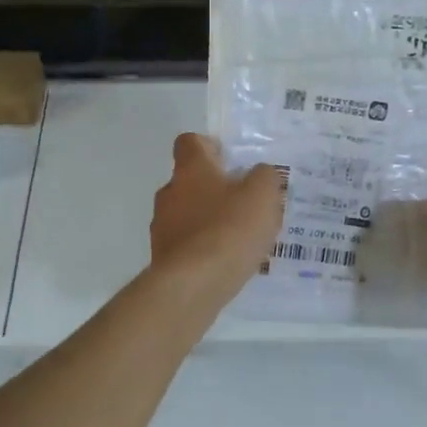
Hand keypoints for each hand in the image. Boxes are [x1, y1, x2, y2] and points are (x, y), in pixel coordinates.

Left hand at [149, 135, 284, 303]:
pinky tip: (223, 262)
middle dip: (213, 189)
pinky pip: (186, 244)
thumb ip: (264, 177)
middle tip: (243, 204)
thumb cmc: (229, 230)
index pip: (190, 142)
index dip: (209, 147)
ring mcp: (162, 226)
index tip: (230, 162)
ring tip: (236, 239)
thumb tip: (259, 174)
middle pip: (189, 181)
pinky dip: (202, 248)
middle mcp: (169, 192)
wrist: (193, 284)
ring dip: (207, 221)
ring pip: (186, 214)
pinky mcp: (162, 257)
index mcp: (190, 169)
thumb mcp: (263, 195)